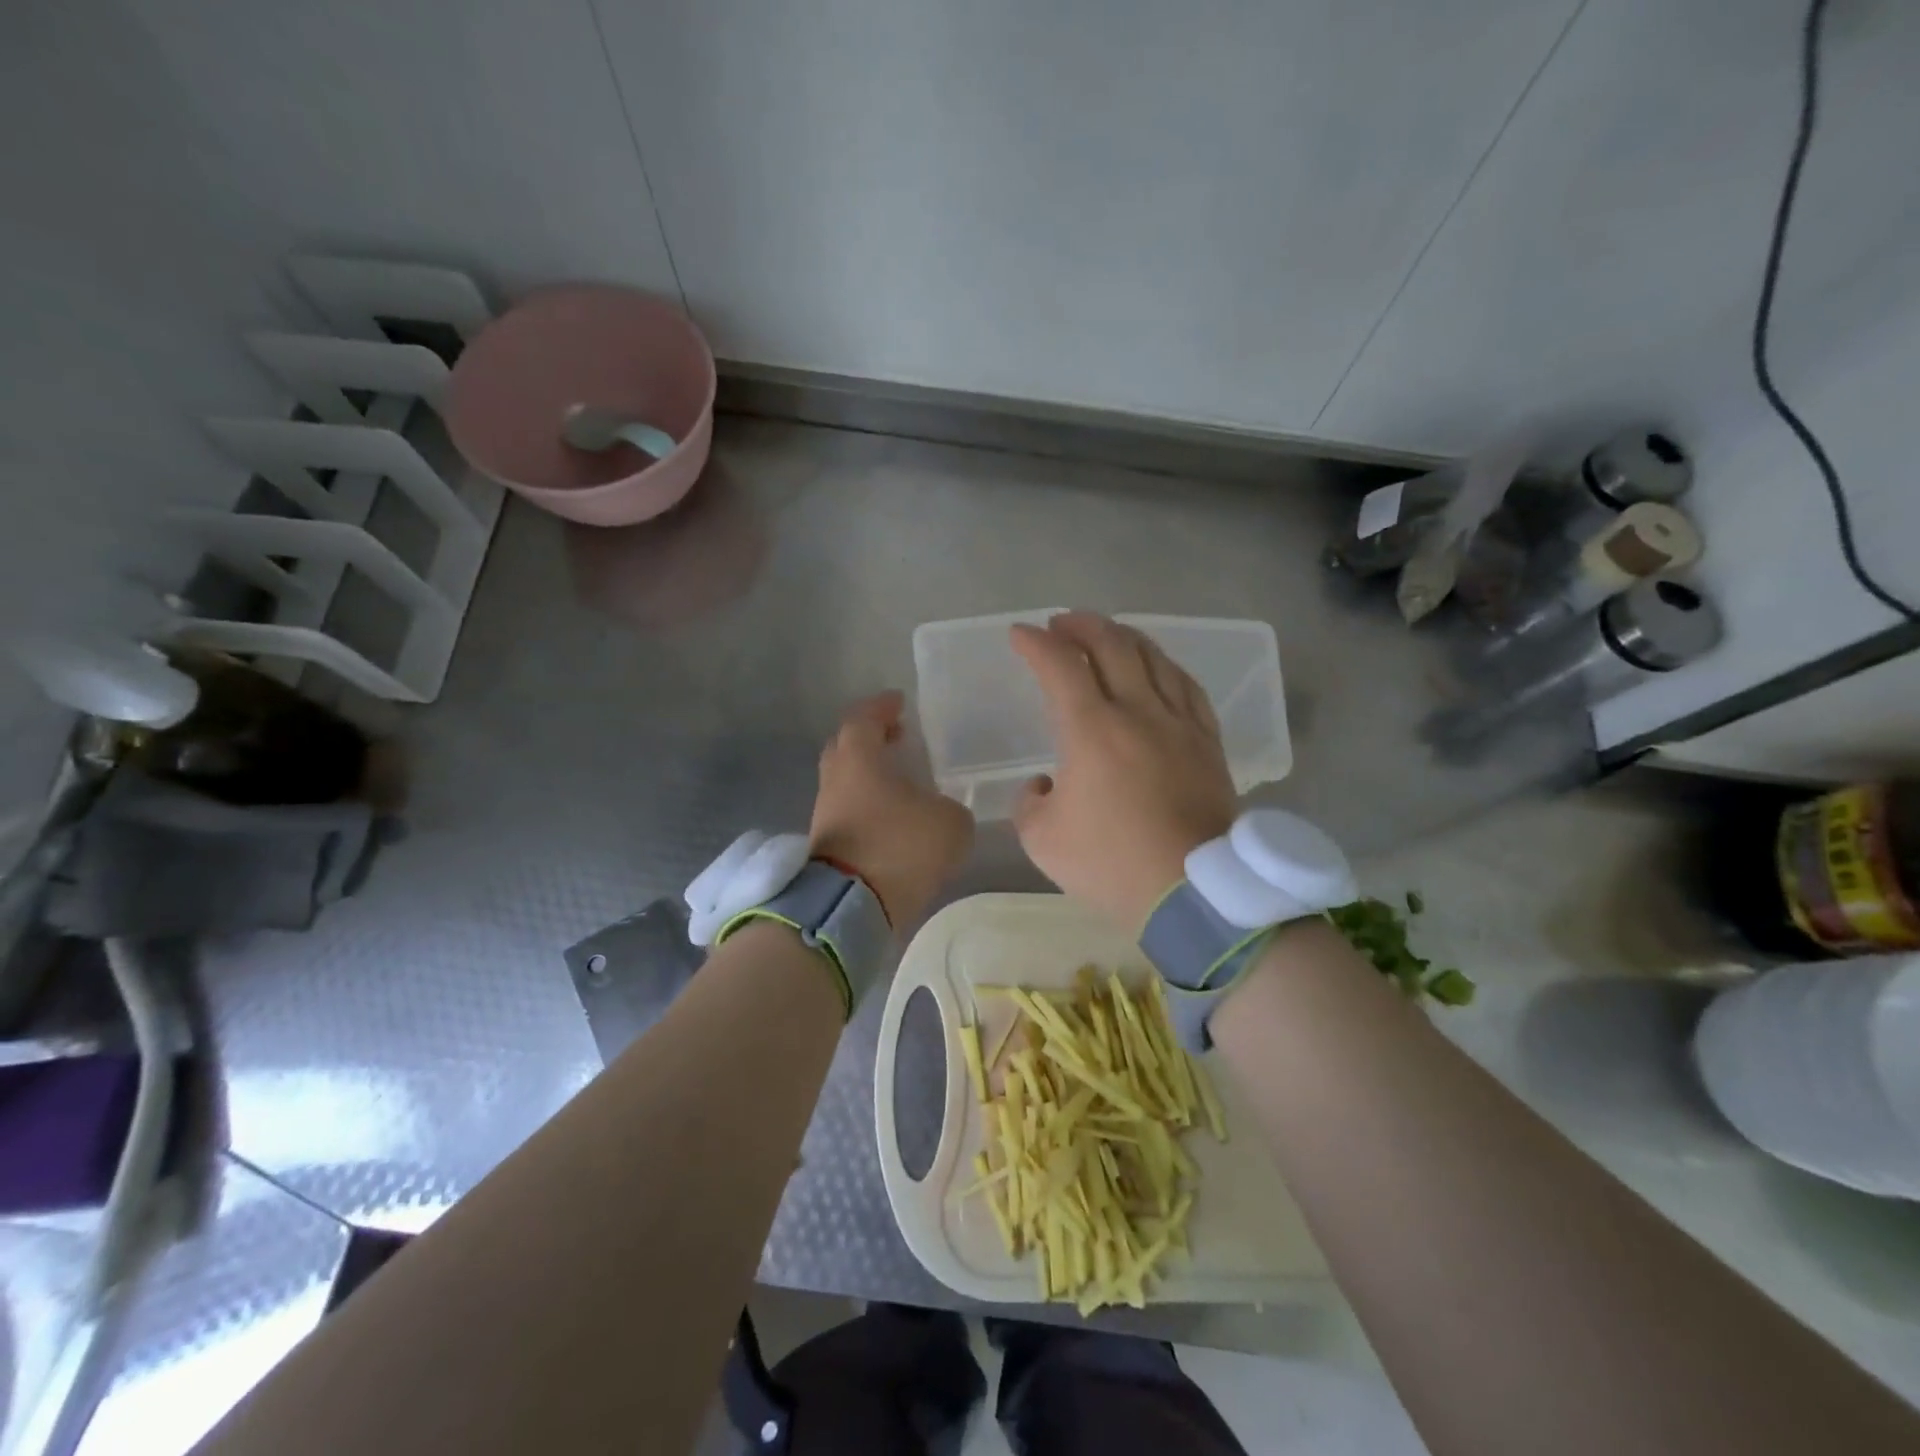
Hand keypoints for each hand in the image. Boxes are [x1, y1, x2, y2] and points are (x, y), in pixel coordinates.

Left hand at [809, 691, 974, 928]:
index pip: (864, 718)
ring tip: (900, 780)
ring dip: (869, 774)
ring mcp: (826, 814)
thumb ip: (951, 809)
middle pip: (846, 746)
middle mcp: (836, 780)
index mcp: (859, 759)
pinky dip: (868, 804)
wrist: (852, 906)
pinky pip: (848, 810)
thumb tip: (942, 813)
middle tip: (897, 736)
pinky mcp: (825, 846)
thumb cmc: (900, 847)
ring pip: (845, 781)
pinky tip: (892, 816)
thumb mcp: (950, 823)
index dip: (882, 707)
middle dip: (871, 738)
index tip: (899, 702)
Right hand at [1010, 612, 1237, 931]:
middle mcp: (1138, 711)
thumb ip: (1030, 803)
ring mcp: (1179, 723)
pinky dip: (1165, 666)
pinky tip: (1157, 666)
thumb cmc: (1111, 864)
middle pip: (1111, 646)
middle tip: (1061, 624)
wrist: (1192, 892)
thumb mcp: (1042, 841)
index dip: (1036, 644)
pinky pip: (1187, 687)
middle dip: (1081, 626)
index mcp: (1092, 730)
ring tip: (1106, 634)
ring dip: (1123, 637)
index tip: (1019, 634)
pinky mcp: (1207, 742)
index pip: (1060, 667)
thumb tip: (1045, 784)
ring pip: (1153, 658)